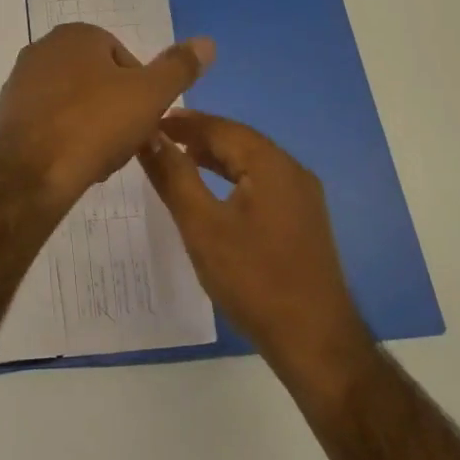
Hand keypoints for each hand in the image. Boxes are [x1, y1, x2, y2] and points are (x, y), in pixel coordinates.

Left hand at [0, 23, 214, 210]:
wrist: (28, 175)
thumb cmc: (93, 126)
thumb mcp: (149, 95)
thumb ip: (178, 68)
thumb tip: (207, 42)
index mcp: (76, 35)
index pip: (125, 59)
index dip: (141, 92)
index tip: (144, 121)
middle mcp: (41, 49)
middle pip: (98, 82)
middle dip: (115, 111)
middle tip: (124, 144)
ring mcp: (19, 82)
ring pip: (74, 105)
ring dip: (91, 128)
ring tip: (99, 160)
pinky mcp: (5, 116)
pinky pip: (48, 124)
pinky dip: (64, 140)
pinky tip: (72, 165)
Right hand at [139, 110, 372, 381]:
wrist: (312, 339)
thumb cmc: (252, 278)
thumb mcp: (202, 225)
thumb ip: (174, 176)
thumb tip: (149, 136)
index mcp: (271, 165)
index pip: (221, 128)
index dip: (183, 122)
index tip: (148, 120)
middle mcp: (292, 171)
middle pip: (239, 141)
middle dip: (198, 136)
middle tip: (157, 137)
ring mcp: (301, 197)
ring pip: (250, 163)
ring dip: (214, 156)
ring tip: (177, 157)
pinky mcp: (301, 220)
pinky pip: (260, 184)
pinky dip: (231, 178)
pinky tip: (211, 192)